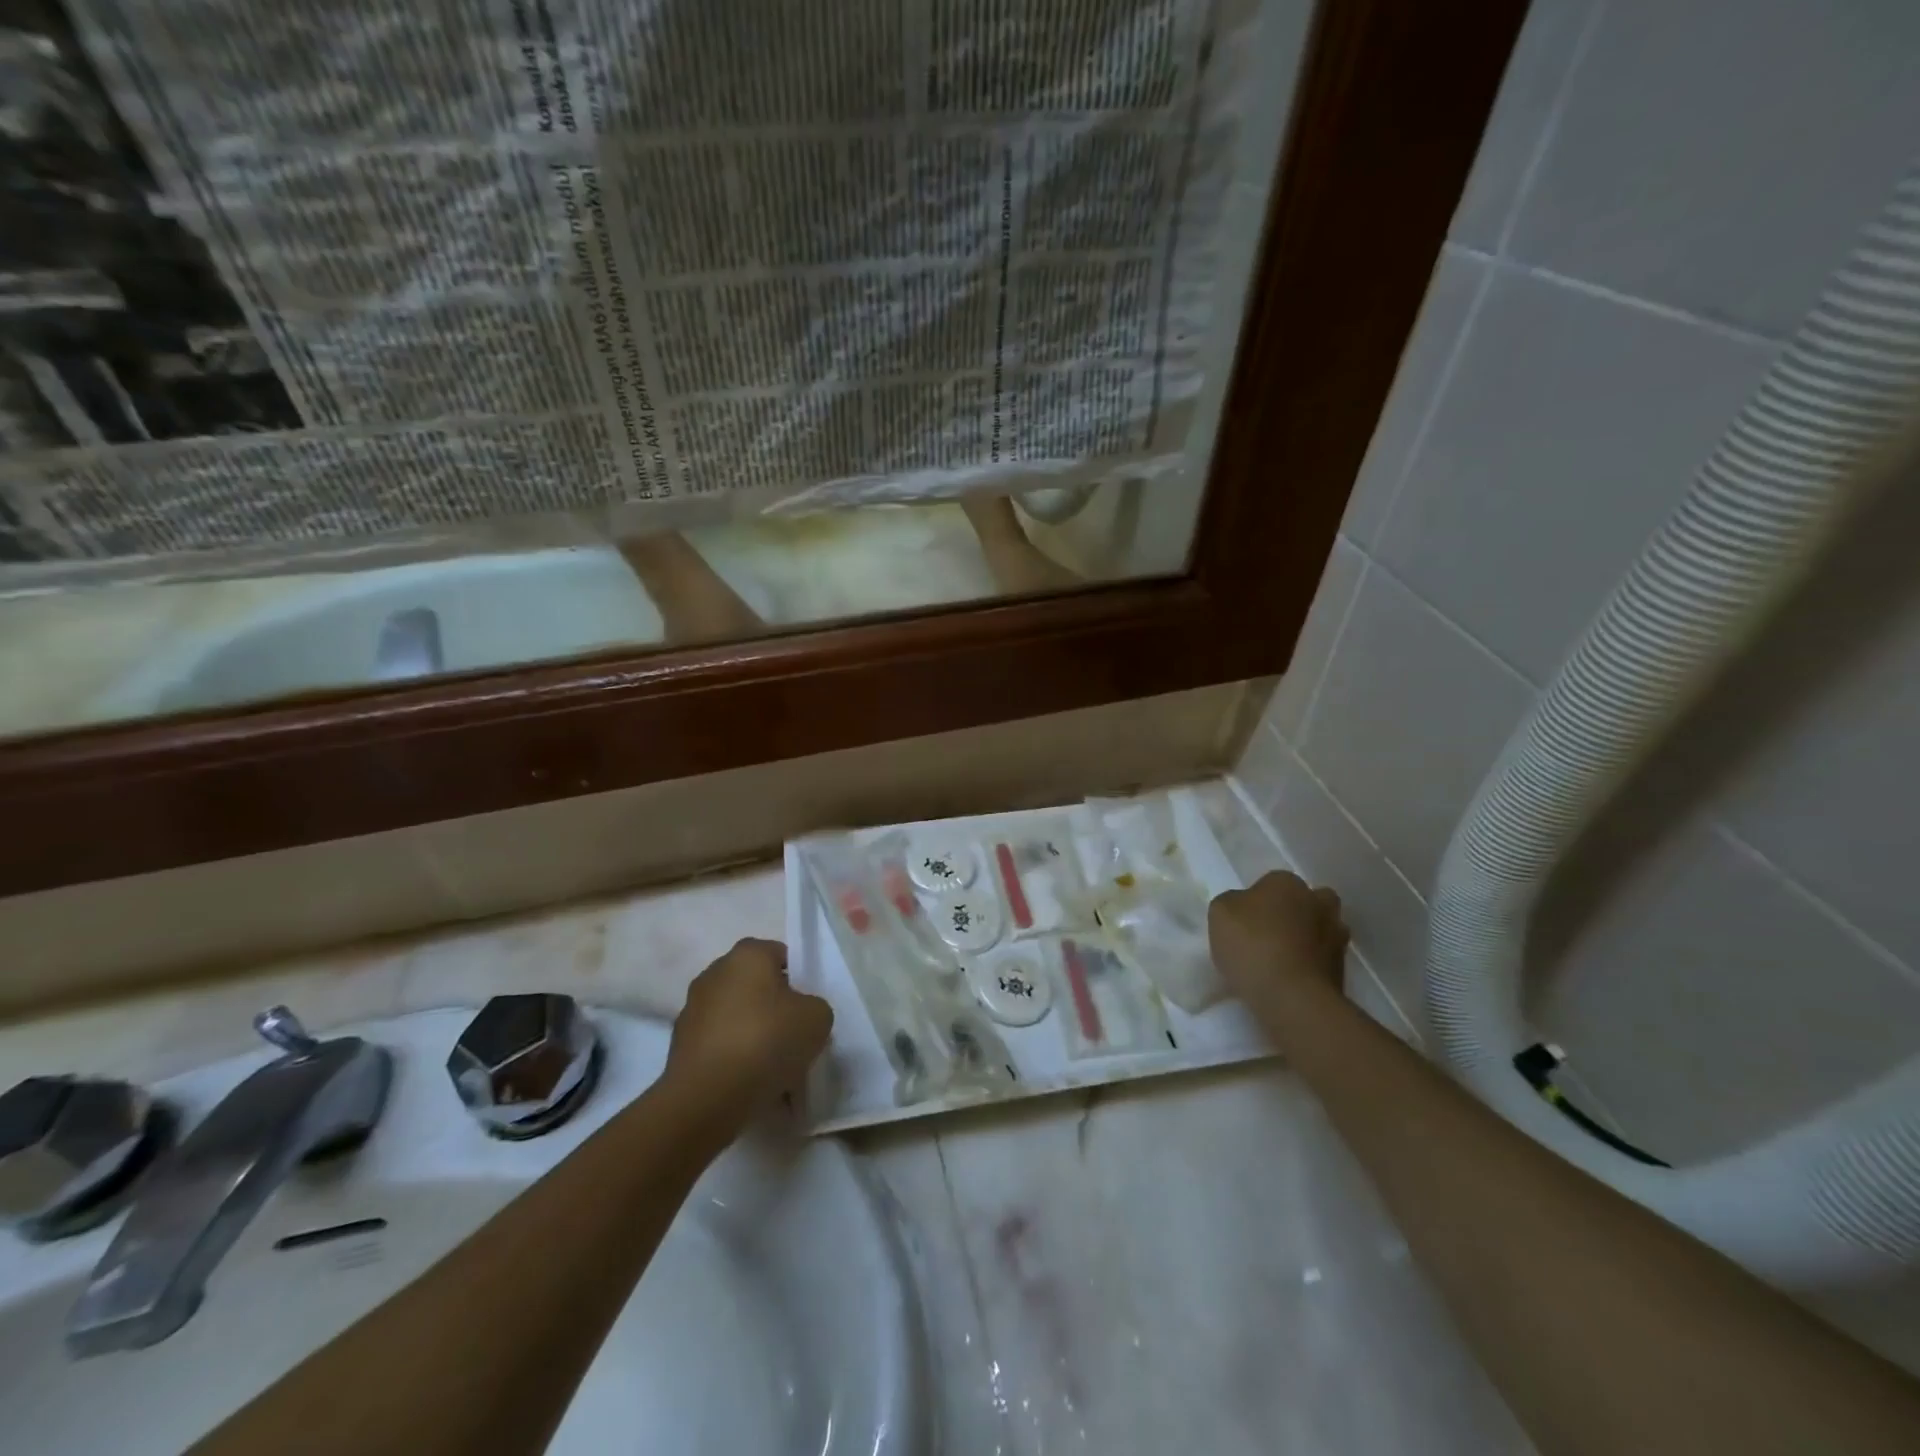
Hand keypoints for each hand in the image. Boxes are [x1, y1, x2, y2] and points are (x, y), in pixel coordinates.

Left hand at [665, 938, 833, 1126]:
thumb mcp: (817, 1018)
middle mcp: (715, 972)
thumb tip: (799, 1015)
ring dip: (751, 1034)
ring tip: (771, 1069)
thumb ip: (813, 1007)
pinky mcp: (678, 1044)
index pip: (780, 955)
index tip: (805, 1011)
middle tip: (792, 1038)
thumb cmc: (766, 1041)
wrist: (707, 1097)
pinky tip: (748, 1084)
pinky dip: (732, 1058)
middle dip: (773, 1008)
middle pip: (756, 986)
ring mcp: (692, 1008)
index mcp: (748, 954)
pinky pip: (718, 1044)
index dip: (798, 981)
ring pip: (736, 1017)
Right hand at [1207, 872, 1348, 1011]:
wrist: (1291, 996)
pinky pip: (1321, 961)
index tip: (1244, 920)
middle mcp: (1318, 902)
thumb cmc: (1251, 944)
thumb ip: (1232, 903)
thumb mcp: (1220, 912)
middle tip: (1270, 934)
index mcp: (1287, 882)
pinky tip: (1288, 981)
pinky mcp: (1342, 971)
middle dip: (1294, 914)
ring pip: (1320, 931)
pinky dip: (1309, 967)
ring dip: (1306, 941)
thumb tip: (1244, 908)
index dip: (1258, 900)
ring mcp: (1336, 937)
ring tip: (1280, 961)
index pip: (1271, 882)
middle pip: (1308, 902)